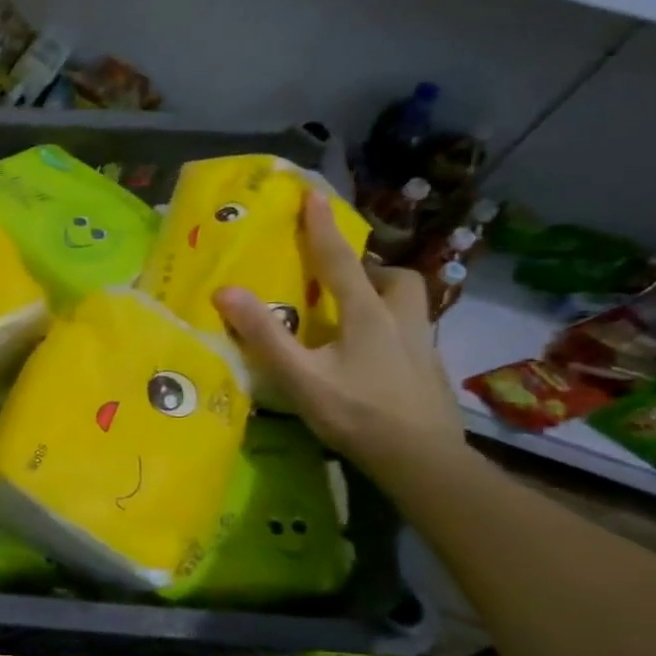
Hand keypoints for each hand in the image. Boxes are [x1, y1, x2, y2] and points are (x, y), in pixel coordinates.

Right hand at [213, 193, 464, 486]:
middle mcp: (400, 321)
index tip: (312, 194)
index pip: (339, 260)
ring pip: (410, 304)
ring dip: (384, 296)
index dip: (323, 227)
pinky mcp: (429, 371)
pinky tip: (371, 355)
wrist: (422, 460)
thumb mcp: (300, 377)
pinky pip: (410, 333)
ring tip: (355, 313)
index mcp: (366, 315)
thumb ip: (264, 335)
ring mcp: (421, 346)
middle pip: (394, 278)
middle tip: (342, 278)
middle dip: (370, 268)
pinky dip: (390, 329)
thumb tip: (226, 291)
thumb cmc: (356, 414)